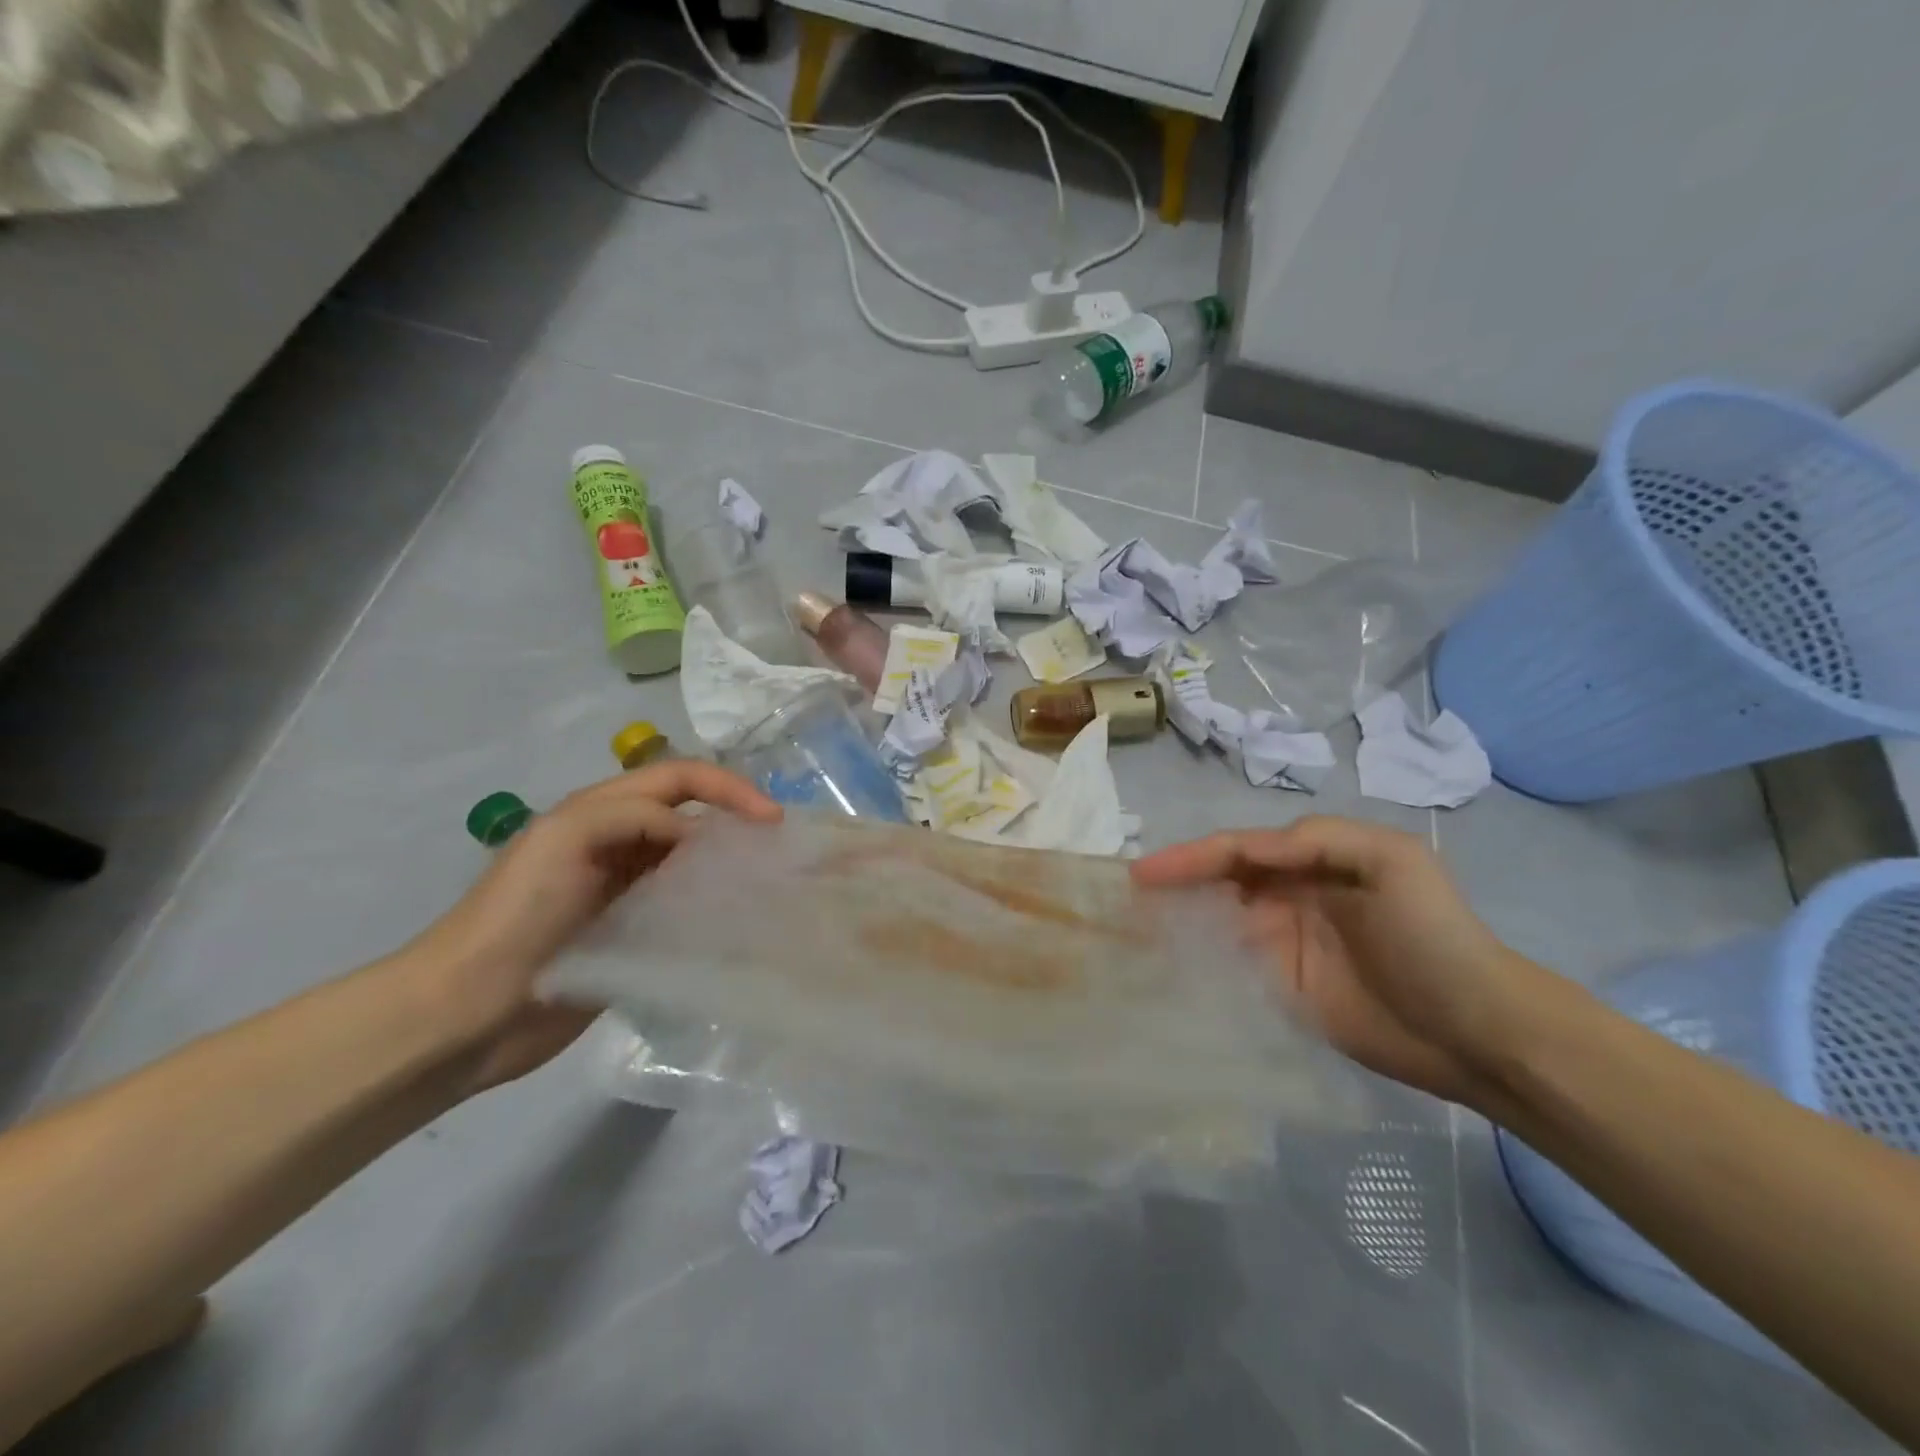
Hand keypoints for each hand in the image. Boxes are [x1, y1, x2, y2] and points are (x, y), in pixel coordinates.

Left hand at [402, 762, 781, 1090]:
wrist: (467, 1011)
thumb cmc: (517, 914)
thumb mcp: (568, 839)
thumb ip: (635, 816)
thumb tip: (701, 837)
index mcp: (604, 810)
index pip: (681, 778)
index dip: (728, 788)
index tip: (770, 819)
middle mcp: (622, 844)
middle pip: (694, 816)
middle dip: (738, 821)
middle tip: (778, 851)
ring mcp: (628, 892)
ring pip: (694, 863)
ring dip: (730, 866)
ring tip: (769, 887)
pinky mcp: (635, 937)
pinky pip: (685, 911)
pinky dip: (716, 911)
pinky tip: (740, 927)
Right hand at [1132, 815, 1550, 1107]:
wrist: (1477, 1030)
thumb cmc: (1433, 934)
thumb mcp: (1389, 860)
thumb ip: (1315, 840)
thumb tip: (1246, 853)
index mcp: (1312, 860)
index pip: (1239, 850)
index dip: (1191, 857)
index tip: (1144, 873)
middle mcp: (1290, 895)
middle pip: (1219, 881)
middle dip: (1175, 881)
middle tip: (1127, 896)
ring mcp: (1283, 943)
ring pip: (1218, 921)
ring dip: (1179, 918)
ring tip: (1133, 925)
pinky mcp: (1282, 988)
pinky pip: (1231, 966)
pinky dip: (1198, 959)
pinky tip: (1169, 962)